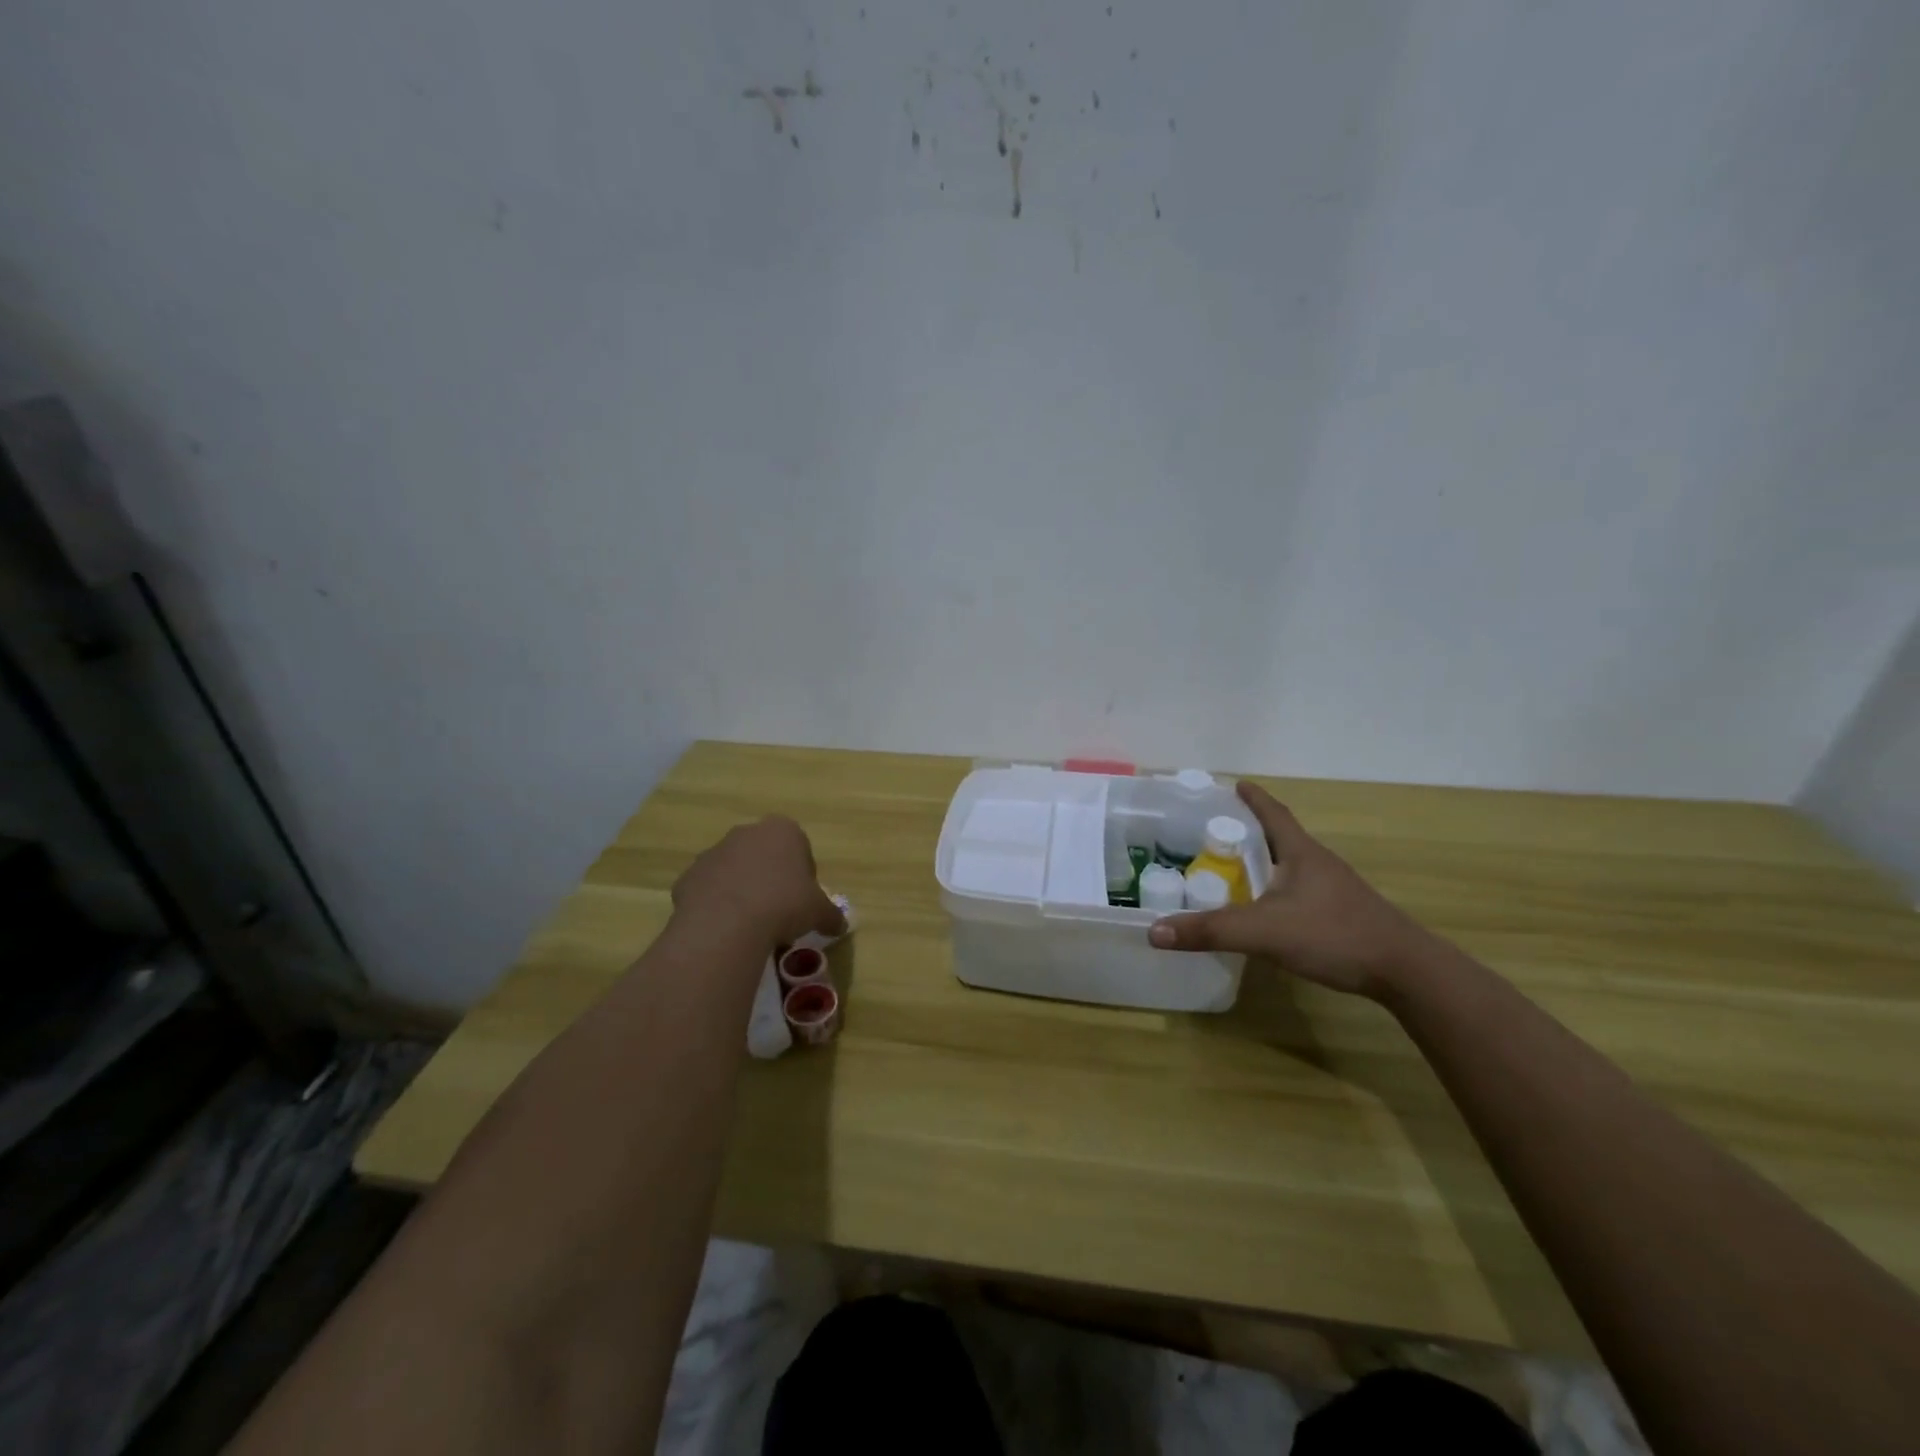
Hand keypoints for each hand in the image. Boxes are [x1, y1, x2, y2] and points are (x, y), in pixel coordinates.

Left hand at [671, 816, 845, 949]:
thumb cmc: (784, 905)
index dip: (803, 876)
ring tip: (751, 925)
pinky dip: (717, 905)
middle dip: (771, 879)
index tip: (802, 901)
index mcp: (783, 830)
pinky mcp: (689, 876)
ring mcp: (713, 852)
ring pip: (734, 871)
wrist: (726, 924)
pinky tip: (726, 929)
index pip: (799, 848)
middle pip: (765, 855)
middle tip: (779, 912)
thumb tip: (840, 925)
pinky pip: (709, 890)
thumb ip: (831, 914)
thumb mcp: (819, 912)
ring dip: (743, 890)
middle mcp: (746, 833)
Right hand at [1147, 781, 1434, 998]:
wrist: (1405, 972)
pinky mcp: (1340, 915)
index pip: (1274, 814)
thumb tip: (1154, 931)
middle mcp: (1318, 864)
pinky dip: (1274, 891)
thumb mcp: (1264, 931)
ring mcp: (1333, 890)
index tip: (1234, 784)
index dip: (1253, 798)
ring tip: (1230, 870)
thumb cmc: (1334, 934)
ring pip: (1289, 867)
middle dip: (1248, 831)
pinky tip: (1263, 910)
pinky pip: (1298, 892)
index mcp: (1301, 853)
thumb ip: (1210, 930)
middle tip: (1213, 832)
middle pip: (1279, 838)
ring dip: (1262, 863)